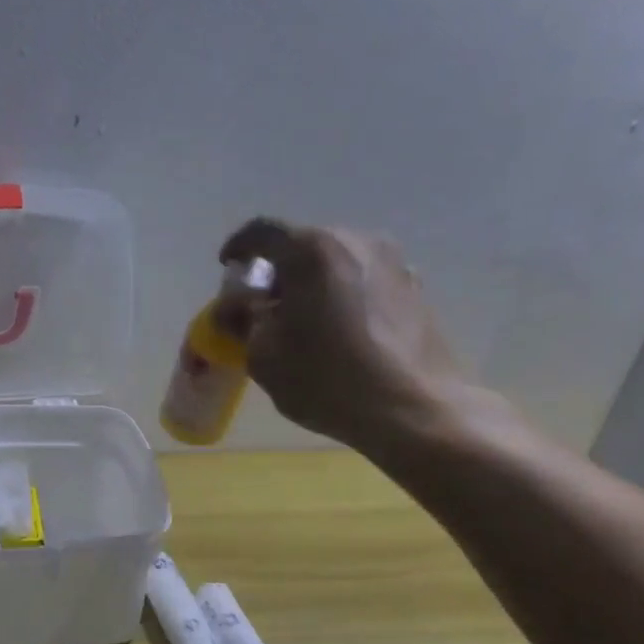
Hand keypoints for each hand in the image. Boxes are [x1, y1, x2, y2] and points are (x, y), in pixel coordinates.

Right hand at [218, 218, 476, 456]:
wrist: (415, 410)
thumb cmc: (327, 378)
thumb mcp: (263, 354)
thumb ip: (243, 320)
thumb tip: (236, 306)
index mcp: (311, 250)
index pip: (262, 232)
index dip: (238, 248)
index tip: (228, 269)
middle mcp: (355, 241)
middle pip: (303, 246)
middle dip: (278, 271)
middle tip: (264, 306)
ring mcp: (393, 262)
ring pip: (336, 263)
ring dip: (312, 284)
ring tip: (303, 322)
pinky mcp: (415, 288)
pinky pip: (363, 280)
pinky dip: (342, 296)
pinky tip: (339, 332)